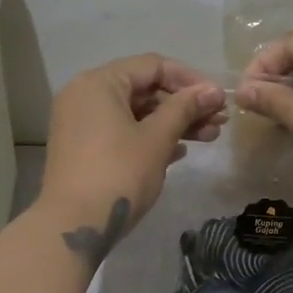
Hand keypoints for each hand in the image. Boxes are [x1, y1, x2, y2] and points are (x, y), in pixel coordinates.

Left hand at [39, 54, 226, 263]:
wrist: (73, 227)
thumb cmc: (118, 174)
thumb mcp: (157, 139)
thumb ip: (185, 108)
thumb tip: (213, 90)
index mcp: (99, 82)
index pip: (153, 66)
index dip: (190, 79)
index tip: (218, 99)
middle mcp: (85, 95)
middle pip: (144, 89)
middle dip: (184, 104)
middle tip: (219, 122)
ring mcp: (81, 122)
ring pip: (135, 112)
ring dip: (172, 122)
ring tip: (209, 137)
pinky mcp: (83, 148)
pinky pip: (122, 131)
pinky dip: (150, 136)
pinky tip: (180, 152)